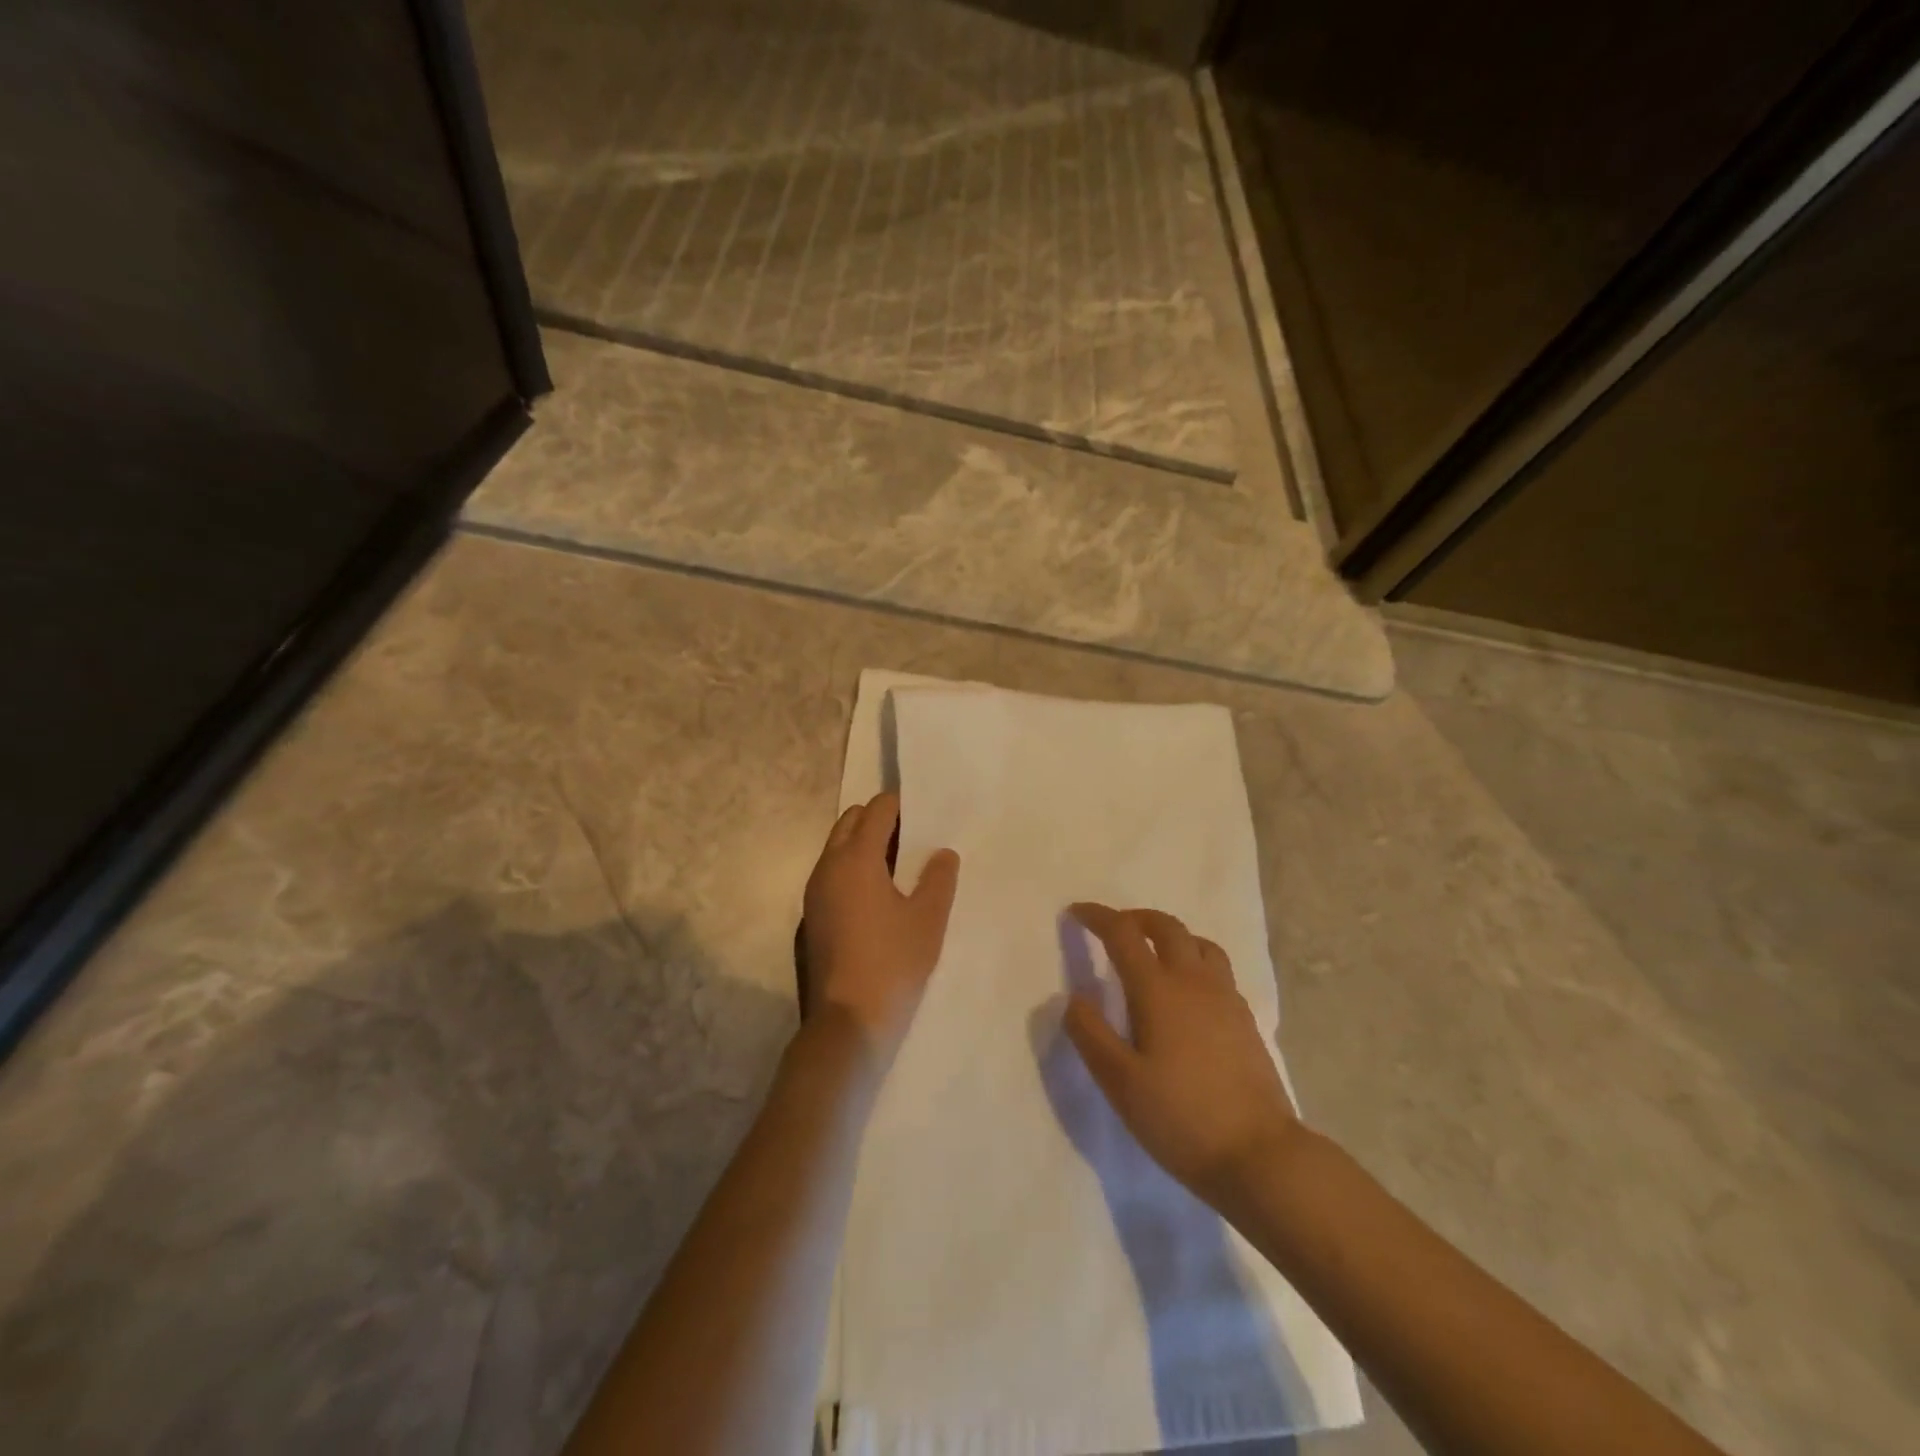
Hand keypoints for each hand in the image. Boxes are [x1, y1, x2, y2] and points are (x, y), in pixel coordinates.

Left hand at [801, 793, 959, 1056]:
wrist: (846, 1024)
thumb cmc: (893, 964)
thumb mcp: (928, 920)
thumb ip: (938, 878)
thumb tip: (941, 853)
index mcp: (856, 859)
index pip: (877, 810)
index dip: (900, 805)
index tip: (924, 813)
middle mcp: (827, 867)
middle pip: (850, 822)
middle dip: (878, 819)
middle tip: (913, 838)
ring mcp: (813, 893)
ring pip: (837, 848)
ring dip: (863, 845)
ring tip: (899, 868)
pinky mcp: (810, 918)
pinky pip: (831, 875)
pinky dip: (852, 870)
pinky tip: (877, 898)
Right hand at [1064, 904, 1300, 1207]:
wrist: (1259, 1156)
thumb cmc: (1180, 1118)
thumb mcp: (1120, 1082)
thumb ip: (1090, 1034)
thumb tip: (1073, 998)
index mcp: (1158, 990)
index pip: (1123, 934)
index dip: (1097, 917)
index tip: (1076, 913)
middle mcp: (1194, 982)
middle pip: (1166, 927)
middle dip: (1136, 918)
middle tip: (1114, 928)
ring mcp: (1226, 999)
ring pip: (1199, 943)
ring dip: (1171, 935)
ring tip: (1153, 953)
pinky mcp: (1245, 1020)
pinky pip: (1218, 969)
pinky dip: (1195, 961)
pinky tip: (1188, 993)